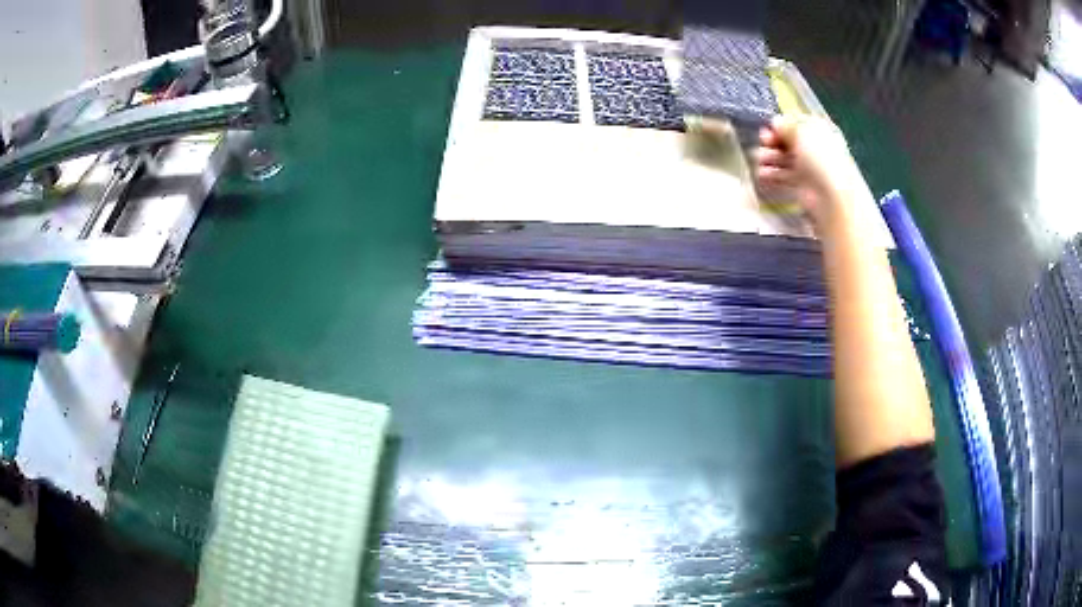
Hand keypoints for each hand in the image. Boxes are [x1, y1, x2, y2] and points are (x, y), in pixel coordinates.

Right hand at [755, 115, 873, 236]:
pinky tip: (761, 175)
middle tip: (763, 143)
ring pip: (783, 157)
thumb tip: (775, 123)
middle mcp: (813, 147)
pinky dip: (771, 174)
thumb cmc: (820, 159)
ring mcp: (807, 166)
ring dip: (769, 157)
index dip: (781, 124)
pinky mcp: (800, 184)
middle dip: (772, 140)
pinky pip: (782, 175)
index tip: (769, 128)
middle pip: (787, 140)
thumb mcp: (802, 133)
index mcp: (819, 130)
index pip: (795, 122)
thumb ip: (786, 125)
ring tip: (760, 161)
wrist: (831, 197)